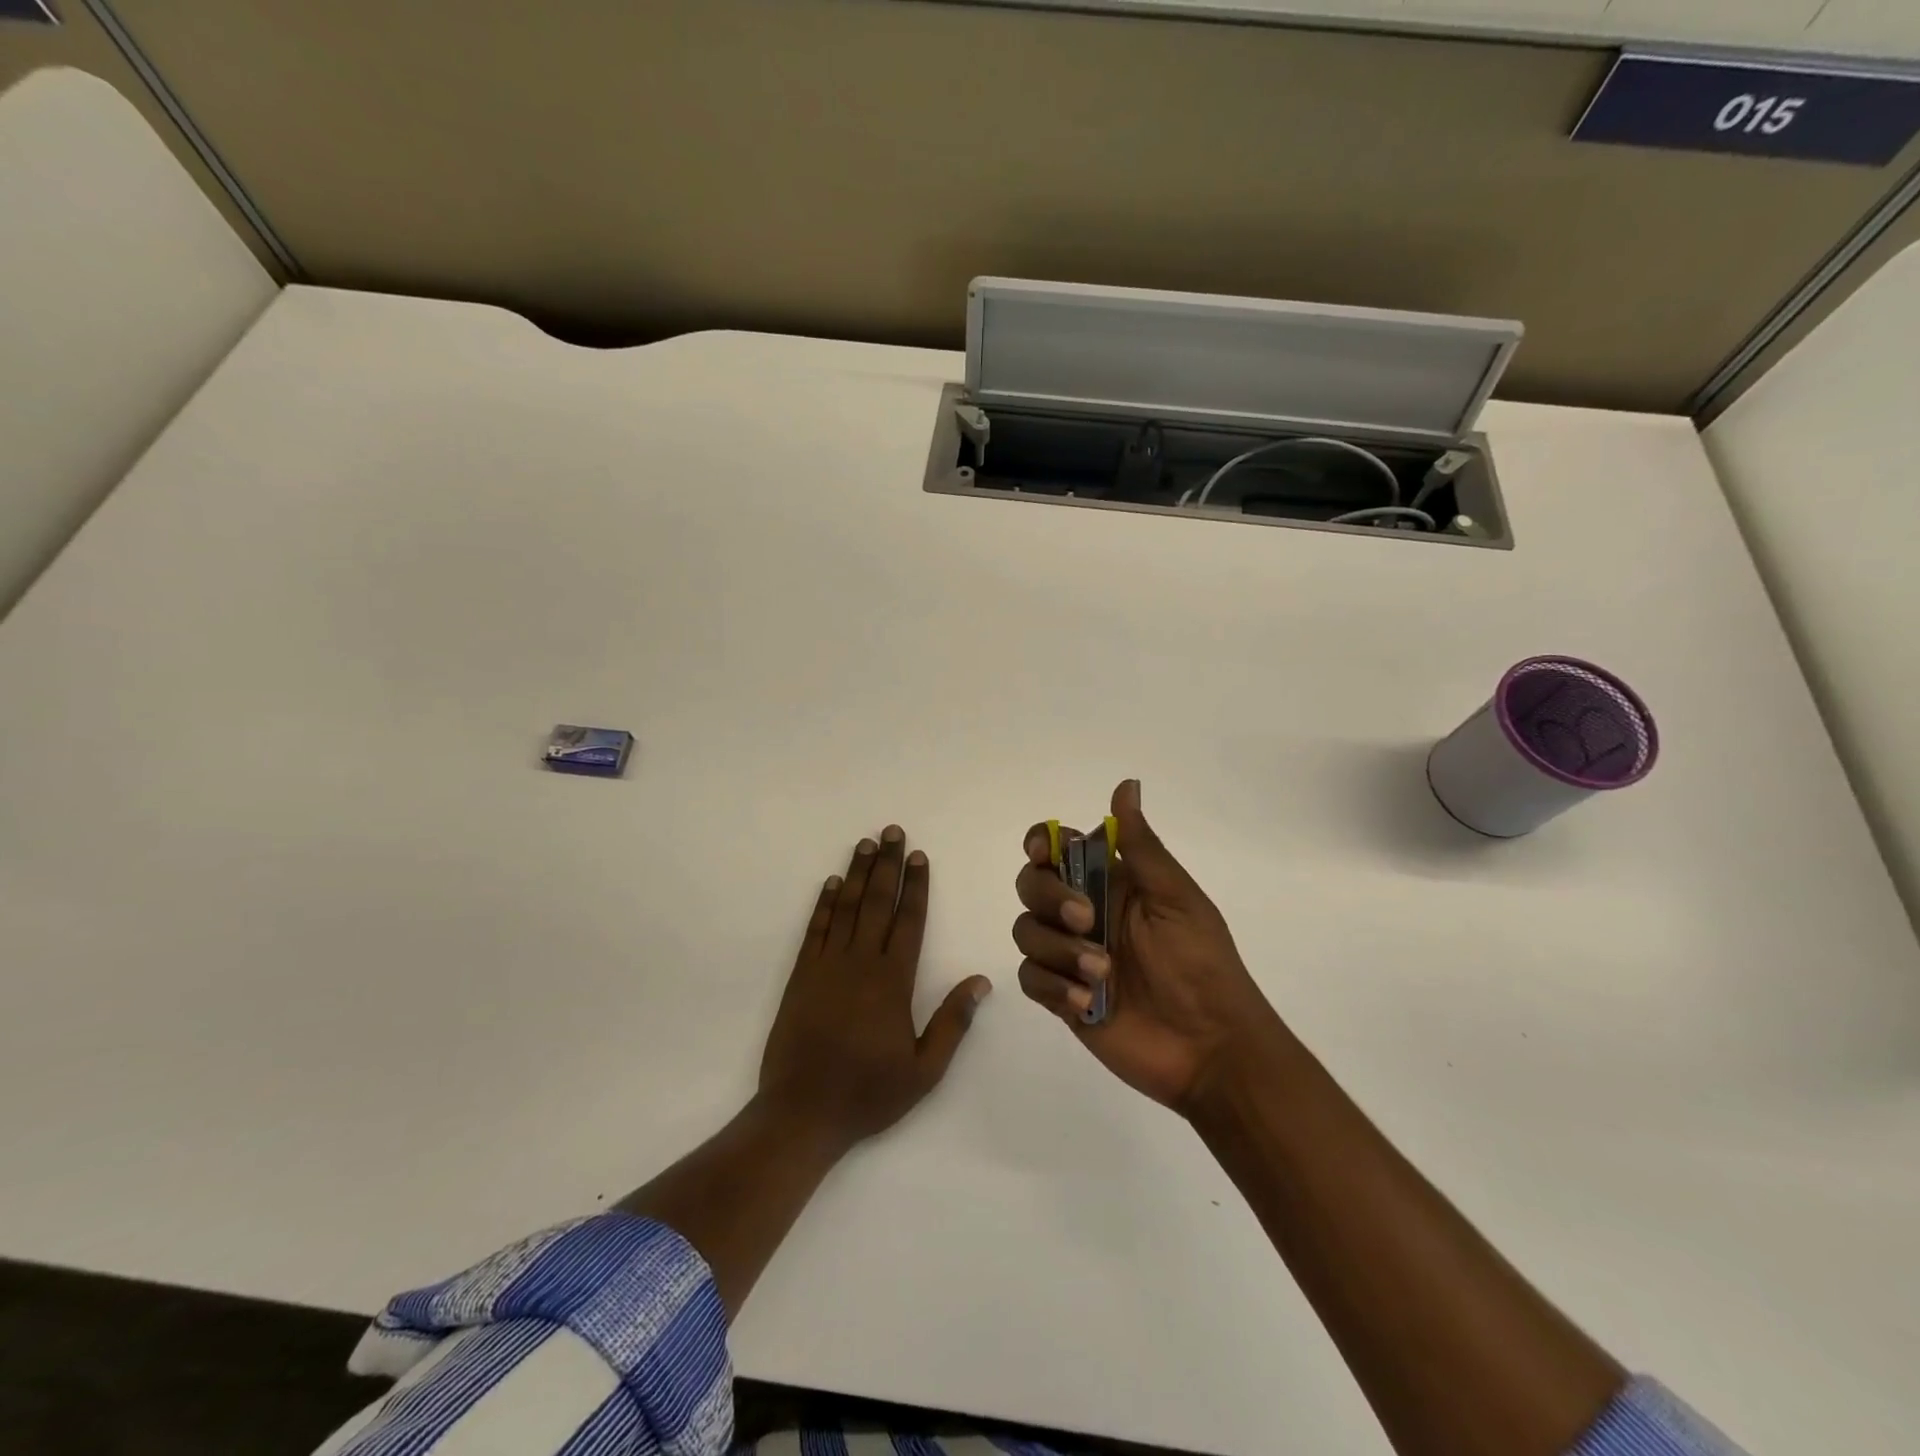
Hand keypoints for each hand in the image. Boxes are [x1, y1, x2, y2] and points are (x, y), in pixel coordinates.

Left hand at [760, 825, 991, 1148]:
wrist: (802, 1113)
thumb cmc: (868, 1093)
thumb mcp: (924, 1070)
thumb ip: (953, 1022)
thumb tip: (980, 981)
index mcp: (893, 981)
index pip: (909, 921)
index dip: (916, 886)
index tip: (919, 856)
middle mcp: (860, 962)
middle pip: (878, 902)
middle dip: (887, 864)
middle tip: (893, 831)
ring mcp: (827, 965)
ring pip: (846, 907)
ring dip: (857, 873)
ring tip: (866, 843)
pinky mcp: (801, 975)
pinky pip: (815, 929)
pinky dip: (824, 903)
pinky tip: (831, 883)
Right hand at [1013, 779, 1281, 1113]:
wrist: (1211, 1047)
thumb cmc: (1201, 964)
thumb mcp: (1176, 898)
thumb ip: (1141, 846)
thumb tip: (1126, 784)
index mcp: (1112, 883)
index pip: (1059, 849)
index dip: (1042, 843)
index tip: (1043, 853)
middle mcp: (1083, 913)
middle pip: (1031, 885)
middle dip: (1049, 897)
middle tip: (1086, 920)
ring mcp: (1069, 956)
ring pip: (1026, 931)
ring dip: (1057, 949)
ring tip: (1102, 974)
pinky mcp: (1062, 997)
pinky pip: (1030, 978)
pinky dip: (1053, 986)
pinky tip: (1087, 1002)